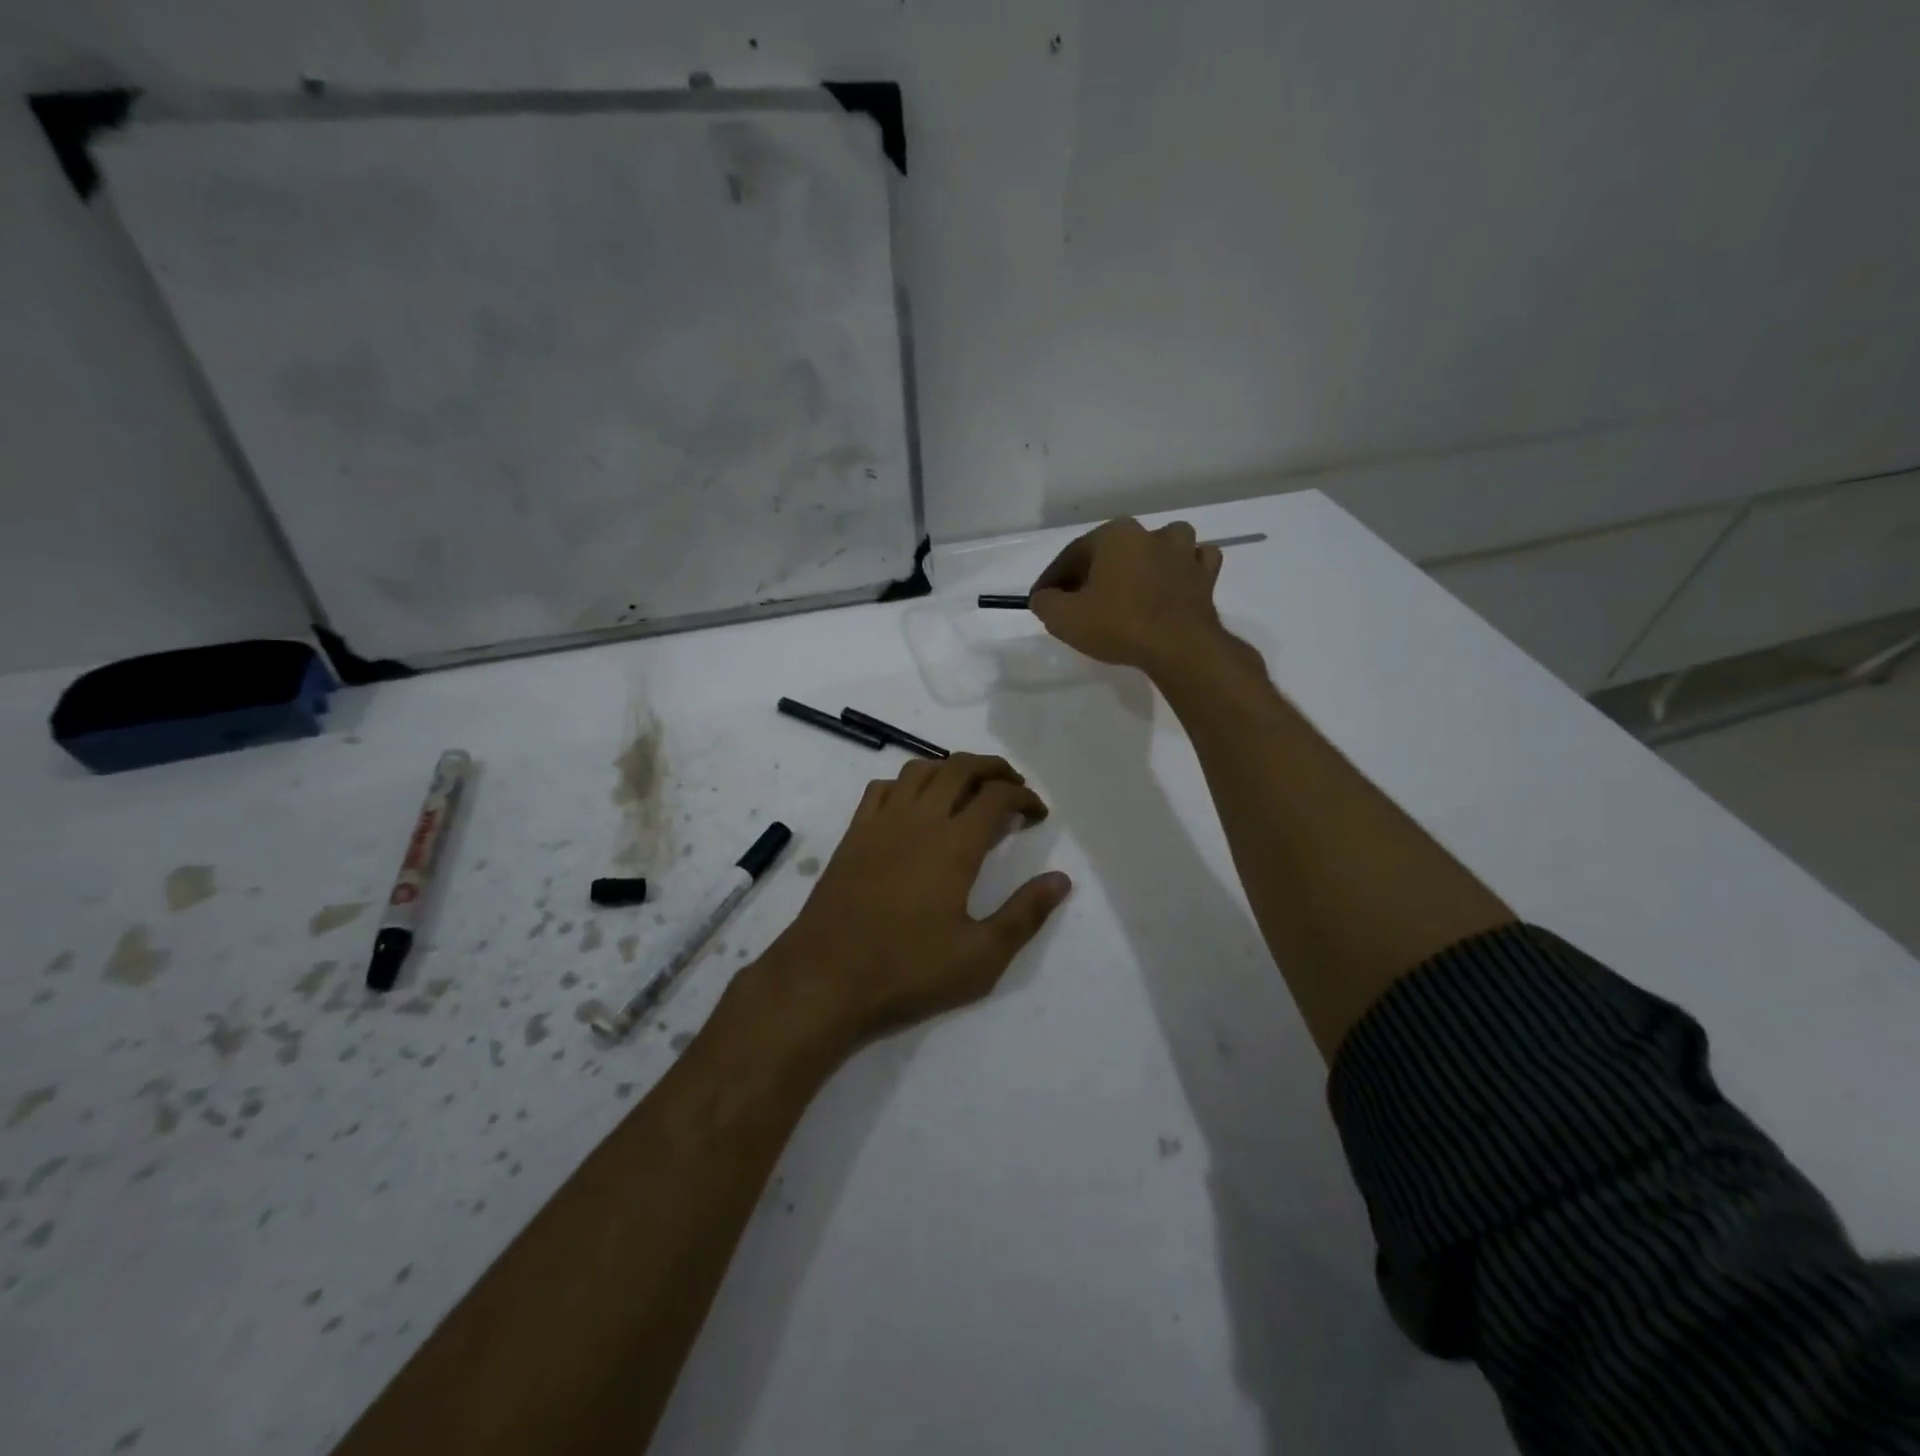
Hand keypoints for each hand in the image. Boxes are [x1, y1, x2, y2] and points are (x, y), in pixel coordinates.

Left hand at [756, 754, 1071, 1052]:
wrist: (826, 977)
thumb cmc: (908, 970)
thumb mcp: (981, 957)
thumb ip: (1025, 914)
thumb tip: (1061, 880)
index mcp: (955, 844)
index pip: (996, 796)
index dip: (1024, 796)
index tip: (1038, 813)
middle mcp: (919, 819)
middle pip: (960, 768)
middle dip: (993, 768)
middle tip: (1012, 786)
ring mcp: (881, 822)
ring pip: (920, 770)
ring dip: (950, 768)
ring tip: (968, 788)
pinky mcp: (853, 834)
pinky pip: (881, 788)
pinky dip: (906, 783)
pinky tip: (913, 804)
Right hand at [1028, 518, 1225, 674]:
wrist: (1179, 646)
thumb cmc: (1118, 625)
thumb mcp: (1065, 619)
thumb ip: (1046, 603)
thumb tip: (1044, 597)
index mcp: (1114, 535)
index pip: (1073, 554)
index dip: (1053, 578)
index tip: (1042, 600)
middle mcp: (1150, 533)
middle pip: (1113, 550)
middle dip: (1094, 571)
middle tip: (1079, 600)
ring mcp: (1183, 552)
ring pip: (1159, 546)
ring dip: (1145, 560)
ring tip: (1131, 585)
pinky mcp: (1205, 575)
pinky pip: (1193, 563)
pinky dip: (1182, 570)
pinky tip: (1173, 583)